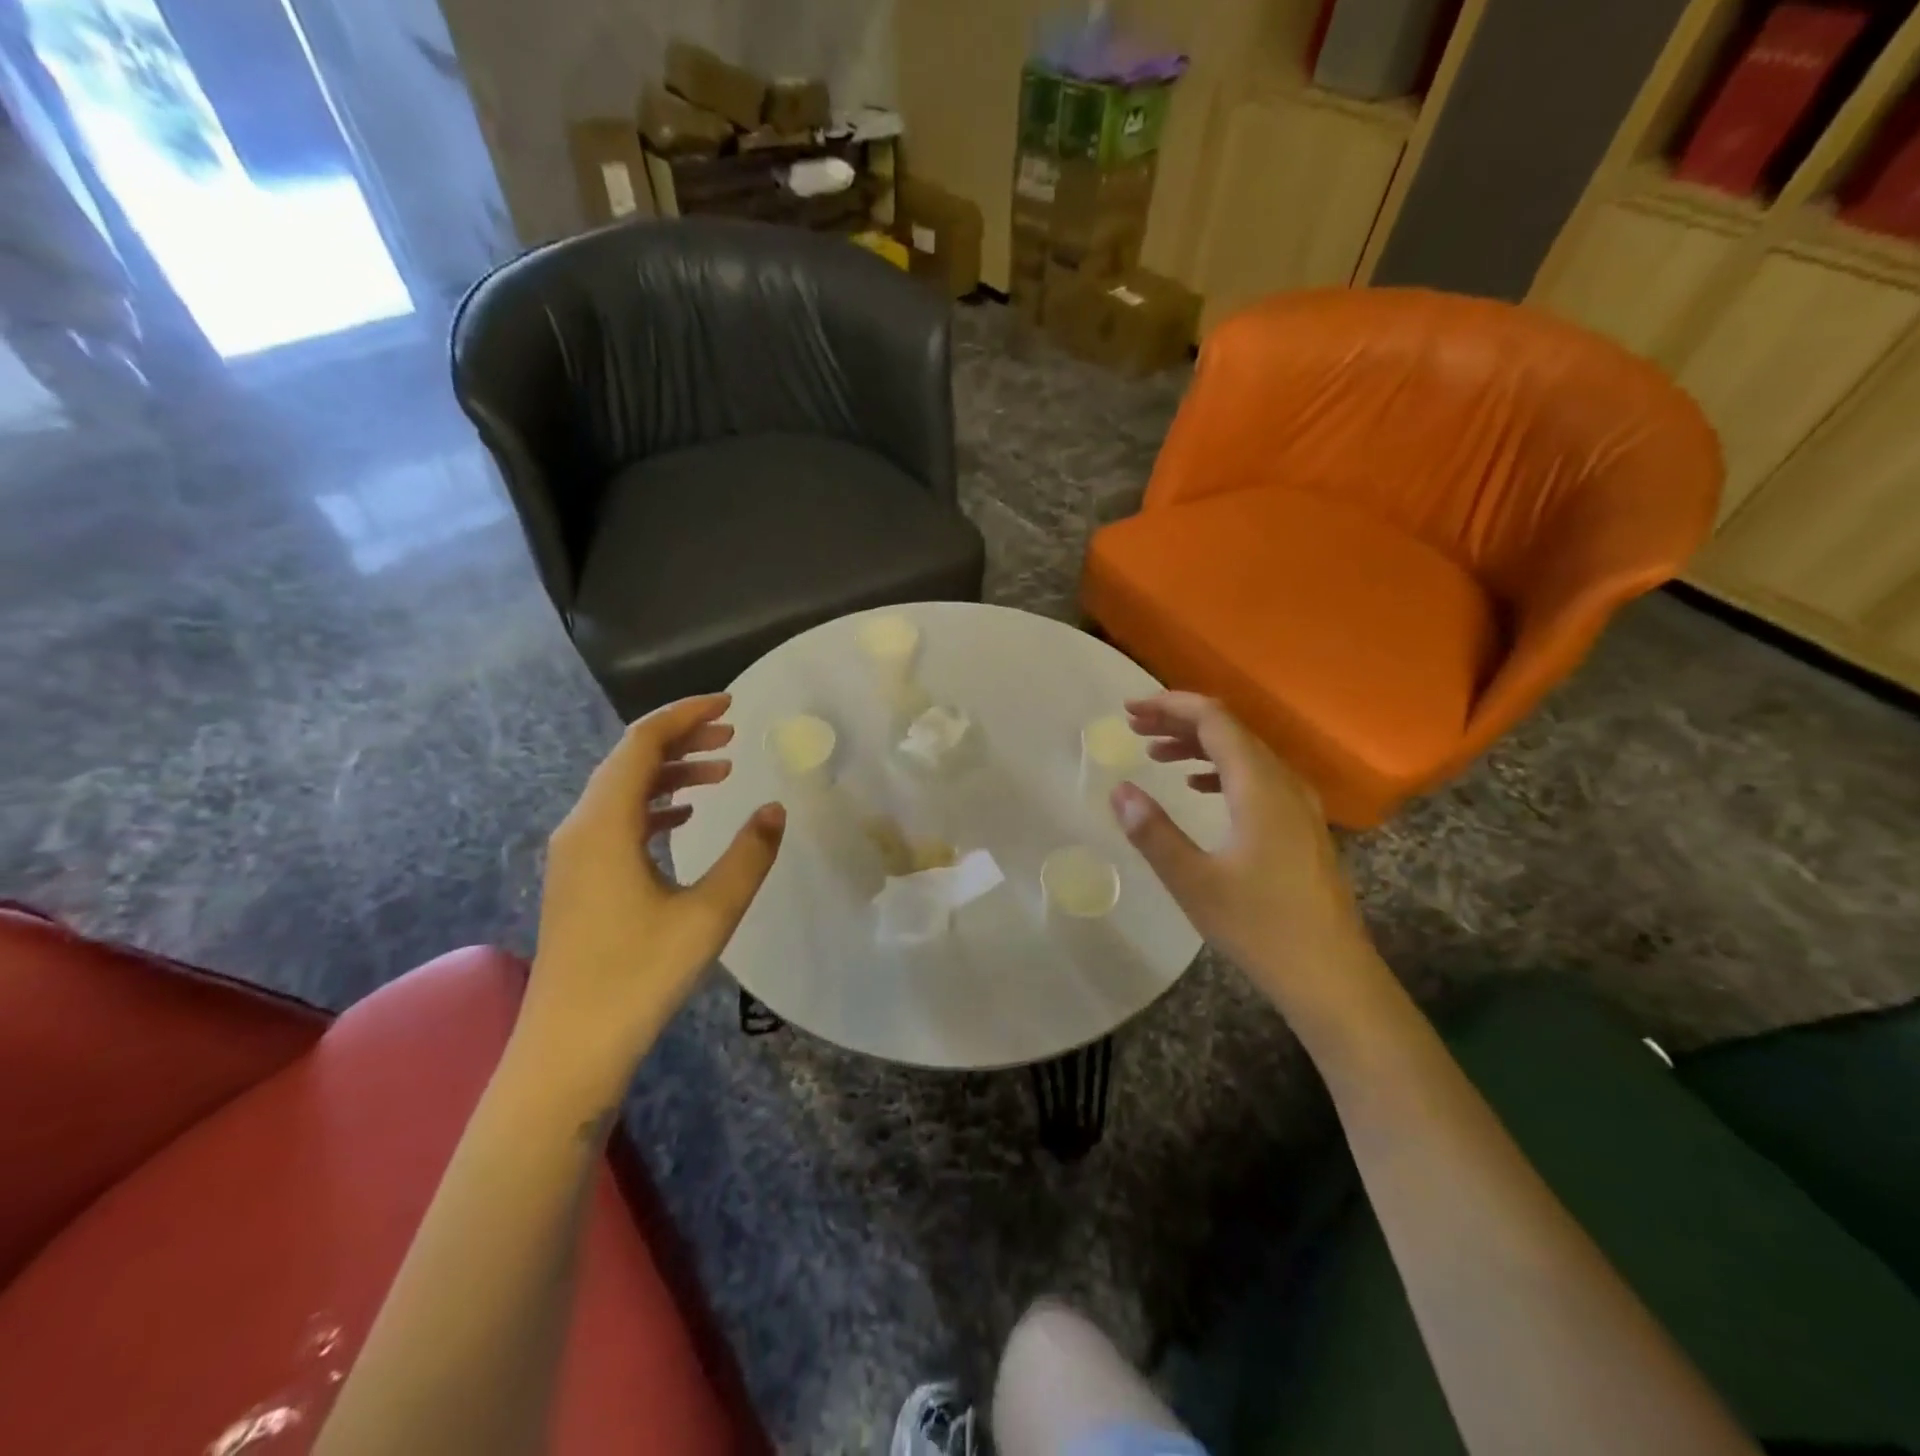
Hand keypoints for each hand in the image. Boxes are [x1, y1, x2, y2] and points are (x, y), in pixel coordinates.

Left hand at [519, 694, 784, 1093]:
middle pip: (629, 760)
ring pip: (622, 790)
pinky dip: (654, 805)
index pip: (642, 743)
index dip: (685, 714)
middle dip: (681, 738)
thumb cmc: (639, 975)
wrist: (569, 1048)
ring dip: (670, 772)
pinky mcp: (579, 880)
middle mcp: (580, 828)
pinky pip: (617, 820)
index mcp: (605, 824)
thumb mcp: (709, 913)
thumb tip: (774, 809)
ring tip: (720, 771)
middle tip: (732, 734)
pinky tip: (684, 818)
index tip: (730, 704)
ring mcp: (574, 855)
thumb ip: (748, 855)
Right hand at [1111, 692, 1372, 1008]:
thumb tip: (1119, 790)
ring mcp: (1298, 804)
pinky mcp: (1301, 826)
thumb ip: (1154, 832)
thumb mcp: (1194, 881)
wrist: (1331, 975)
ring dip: (1199, 745)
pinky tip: (1198, 787)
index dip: (1170, 706)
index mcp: (1259, 786)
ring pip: (1245, 753)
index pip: (1214, 720)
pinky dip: (1221, 770)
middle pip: (1231, 730)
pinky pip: (1257, 778)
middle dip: (1179, 721)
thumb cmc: (1259, 927)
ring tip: (1156, 754)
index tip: (1130, 710)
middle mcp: (1284, 783)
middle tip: (1135, 727)